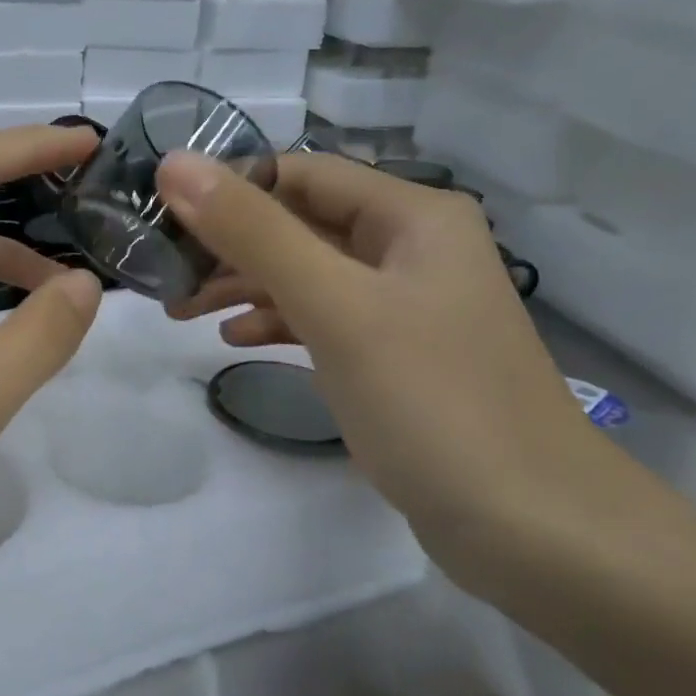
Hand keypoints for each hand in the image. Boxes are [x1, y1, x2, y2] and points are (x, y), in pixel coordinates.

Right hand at [156, 150, 599, 550]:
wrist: (534, 531)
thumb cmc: (433, 401)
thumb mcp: (335, 307)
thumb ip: (253, 232)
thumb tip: (174, 164)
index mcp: (410, 214)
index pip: (299, 173)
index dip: (227, 189)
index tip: (161, 221)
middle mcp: (409, 246)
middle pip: (299, 223)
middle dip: (228, 245)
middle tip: (162, 276)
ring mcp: (403, 304)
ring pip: (305, 272)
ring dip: (243, 284)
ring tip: (181, 311)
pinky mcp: (393, 354)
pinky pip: (321, 317)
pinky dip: (275, 321)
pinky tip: (234, 340)